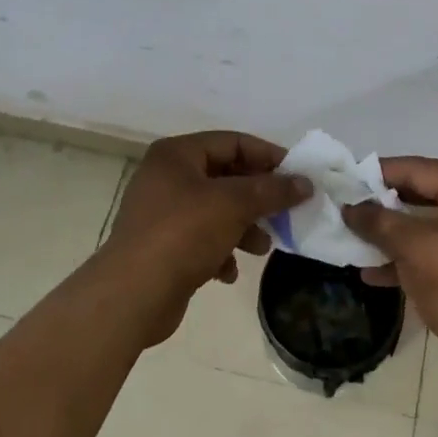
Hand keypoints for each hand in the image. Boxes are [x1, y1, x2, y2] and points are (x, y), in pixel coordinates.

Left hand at [100, 131, 310, 346]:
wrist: (132, 294)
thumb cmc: (183, 234)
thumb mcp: (234, 204)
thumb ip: (272, 190)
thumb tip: (305, 183)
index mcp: (177, 154)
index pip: (233, 142)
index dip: (268, 156)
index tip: (298, 176)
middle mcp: (166, 177)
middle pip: (226, 177)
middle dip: (257, 197)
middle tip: (285, 213)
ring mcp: (162, 213)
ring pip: (216, 210)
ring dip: (244, 227)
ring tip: (263, 247)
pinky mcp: (162, 246)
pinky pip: (201, 239)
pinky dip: (221, 250)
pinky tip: (230, 271)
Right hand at [343, 157, 437, 412]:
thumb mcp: (413, 247)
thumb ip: (379, 221)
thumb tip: (349, 207)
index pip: (420, 168)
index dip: (382, 172)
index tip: (348, 176)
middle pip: (425, 195)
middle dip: (385, 204)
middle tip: (350, 205)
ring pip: (428, 227)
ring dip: (393, 234)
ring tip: (355, 239)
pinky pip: (436, 253)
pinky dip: (408, 258)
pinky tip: (374, 272)